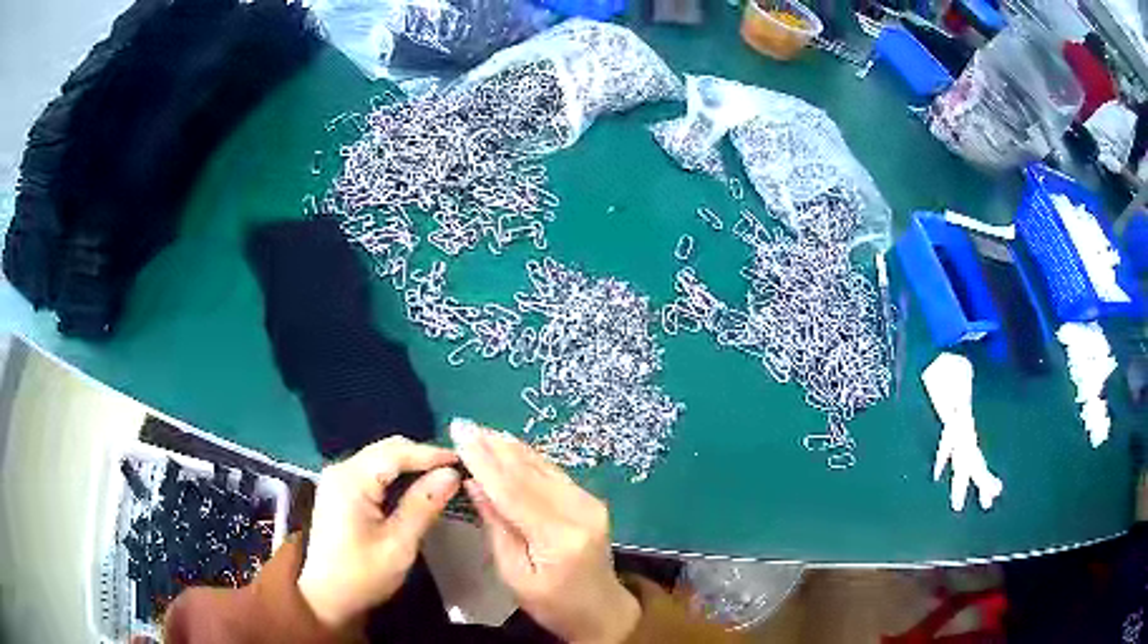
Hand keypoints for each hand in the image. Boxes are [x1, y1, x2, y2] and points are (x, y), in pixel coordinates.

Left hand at [298, 437, 460, 629]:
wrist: (326, 597)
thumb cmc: (362, 575)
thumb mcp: (398, 545)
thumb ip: (423, 506)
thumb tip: (451, 474)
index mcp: (351, 480)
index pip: (396, 452)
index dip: (431, 453)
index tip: (465, 460)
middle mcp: (341, 470)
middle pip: (387, 450)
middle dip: (422, 457)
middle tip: (456, 471)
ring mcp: (338, 479)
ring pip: (381, 459)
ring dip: (411, 466)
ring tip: (443, 479)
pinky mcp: (339, 491)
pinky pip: (373, 472)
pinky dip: (397, 476)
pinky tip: (416, 489)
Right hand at [451, 419, 639, 643]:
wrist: (601, 609)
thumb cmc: (551, 603)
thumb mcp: (513, 574)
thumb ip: (496, 526)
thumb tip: (474, 483)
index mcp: (559, 538)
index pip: (513, 491)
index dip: (484, 461)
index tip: (459, 434)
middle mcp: (580, 511)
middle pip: (529, 473)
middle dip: (493, 447)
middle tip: (464, 424)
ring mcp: (590, 503)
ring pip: (543, 467)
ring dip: (510, 447)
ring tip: (481, 429)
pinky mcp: (591, 500)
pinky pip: (554, 473)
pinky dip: (528, 457)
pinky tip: (509, 445)